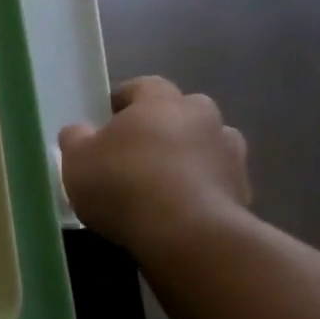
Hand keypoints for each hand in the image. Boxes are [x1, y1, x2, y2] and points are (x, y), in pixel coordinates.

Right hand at [59, 76, 251, 254]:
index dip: (124, 100)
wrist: (186, 233)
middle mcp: (202, 117)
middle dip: (162, 125)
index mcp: (161, 101)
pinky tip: (181, 209)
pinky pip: (217, 179)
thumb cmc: (123, 183)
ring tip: (162, 181)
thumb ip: (75, 138)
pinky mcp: (244, 189)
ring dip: (188, 155)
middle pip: (182, 111)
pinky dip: (202, 187)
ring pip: (206, 144)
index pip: (143, 85)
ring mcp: (229, 152)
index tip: (107, 119)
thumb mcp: (77, 160)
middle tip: (136, 149)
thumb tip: (80, 131)